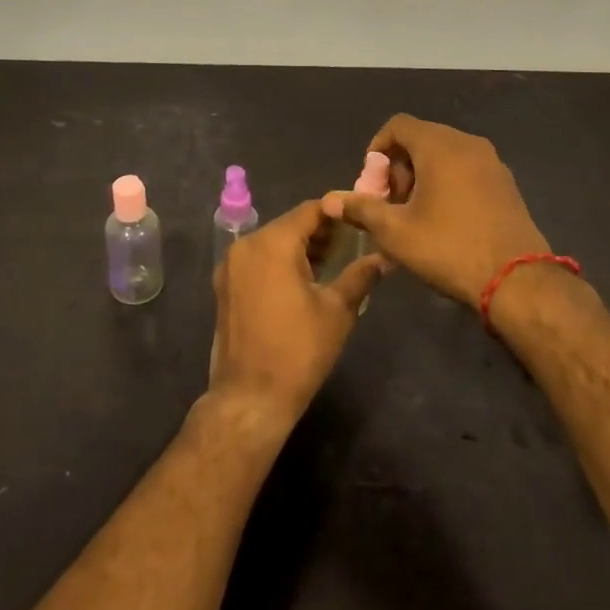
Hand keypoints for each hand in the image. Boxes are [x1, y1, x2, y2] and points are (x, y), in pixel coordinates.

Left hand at [205, 198, 388, 437]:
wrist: (250, 398)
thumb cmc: (298, 351)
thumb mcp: (337, 311)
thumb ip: (361, 276)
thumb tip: (385, 258)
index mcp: (272, 242)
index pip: (310, 211)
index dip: (337, 213)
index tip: (360, 221)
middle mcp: (245, 244)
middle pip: (289, 224)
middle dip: (320, 232)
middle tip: (351, 245)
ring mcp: (230, 265)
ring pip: (272, 242)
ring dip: (299, 248)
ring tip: (331, 264)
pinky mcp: (224, 286)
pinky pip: (257, 260)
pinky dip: (279, 262)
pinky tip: (302, 281)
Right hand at [324, 114, 549, 305]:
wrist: (519, 281)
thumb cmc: (449, 248)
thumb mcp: (395, 232)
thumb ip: (360, 209)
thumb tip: (330, 200)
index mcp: (439, 146)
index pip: (398, 125)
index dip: (377, 149)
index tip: (372, 184)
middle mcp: (467, 143)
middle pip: (421, 138)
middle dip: (398, 166)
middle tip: (390, 203)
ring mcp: (492, 162)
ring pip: (444, 154)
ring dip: (422, 175)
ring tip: (413, 214)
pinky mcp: (505, 183)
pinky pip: (466, 168)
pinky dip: (447, 182)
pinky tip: (443, 219)